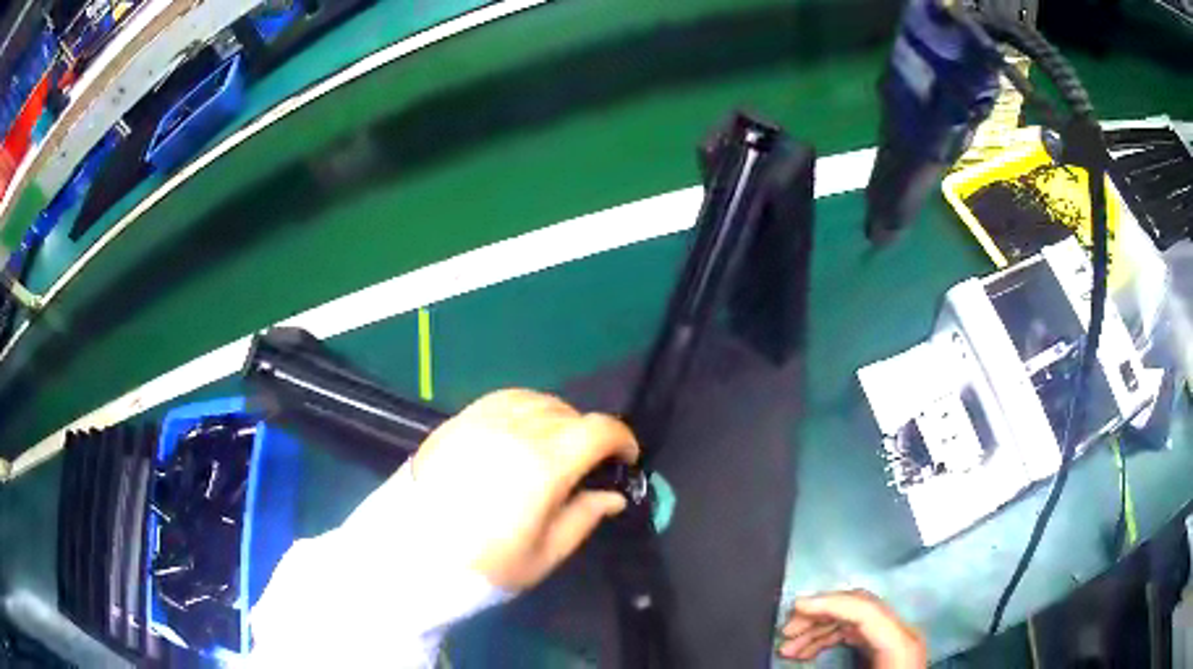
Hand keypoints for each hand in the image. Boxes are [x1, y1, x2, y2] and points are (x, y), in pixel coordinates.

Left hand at [409, 388, 639, 590]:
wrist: (411, 555)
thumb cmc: (484, 564)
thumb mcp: (545, 553)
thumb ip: (585, 517)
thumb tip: (613, 495)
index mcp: (544, 465)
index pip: (599, 430)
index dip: (622, 440)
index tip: (626, 460)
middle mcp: (516, 431)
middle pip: (569, 413)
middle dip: (590, 435)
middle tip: (588, 465)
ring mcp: (483, 420)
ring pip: (538, 400)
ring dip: (558, 418)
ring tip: (555, 446)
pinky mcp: (459, 420)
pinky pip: (504, 399)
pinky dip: (525, 407)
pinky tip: (521, 431)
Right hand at [778, 590, 926, 667]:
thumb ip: (827, 668)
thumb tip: (794, 653)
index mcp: (899, 642)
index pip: (863, 609)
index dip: (827, 604)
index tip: (794, 608)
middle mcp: (901, 633)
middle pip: (859, 608)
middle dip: (819, 616)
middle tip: (786, 632)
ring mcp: (896, 640)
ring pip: (855, 620)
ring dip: (820, 629)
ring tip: (789, 648)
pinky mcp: (888, 649)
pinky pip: (858, 633)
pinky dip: (831, 638)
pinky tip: (810, 650)